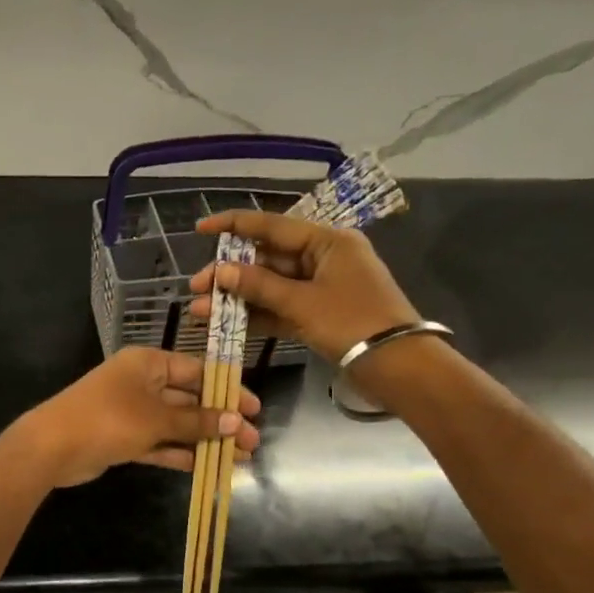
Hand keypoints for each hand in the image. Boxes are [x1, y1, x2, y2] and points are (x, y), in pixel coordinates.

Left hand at [13, 347, 260, 487]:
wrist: (52, 446)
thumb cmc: (108, 419)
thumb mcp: (156, 418)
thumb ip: (196, 421)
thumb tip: (236, 422)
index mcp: (148, 363)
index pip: (197, 371)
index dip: (228, 390)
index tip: (254, 410)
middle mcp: (142, 383)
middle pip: (190, 399)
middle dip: (221, 420)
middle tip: (253, 442)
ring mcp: (132, 412)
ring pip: (177, 424)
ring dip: (205, 440)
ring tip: (239, 458)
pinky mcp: (124, 438)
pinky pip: (160, 443)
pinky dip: (181, 453)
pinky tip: (207, 467)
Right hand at [187, 211, 417, 361]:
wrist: (397, 366)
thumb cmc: (353, 323)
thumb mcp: (302, 303)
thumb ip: (259, 286)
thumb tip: (221, 272)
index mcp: (327, 241)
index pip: (272, 226)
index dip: (233, 225)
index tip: (201, 229)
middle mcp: (324, 258)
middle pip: (267, 258)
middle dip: (230, 274)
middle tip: (196, 287)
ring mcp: (321, 287)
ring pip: (271, 286)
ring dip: (238, 298)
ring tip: (201, 310)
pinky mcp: (319, 314)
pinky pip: (281, 308)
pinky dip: (256, 315)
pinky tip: (226, 323)